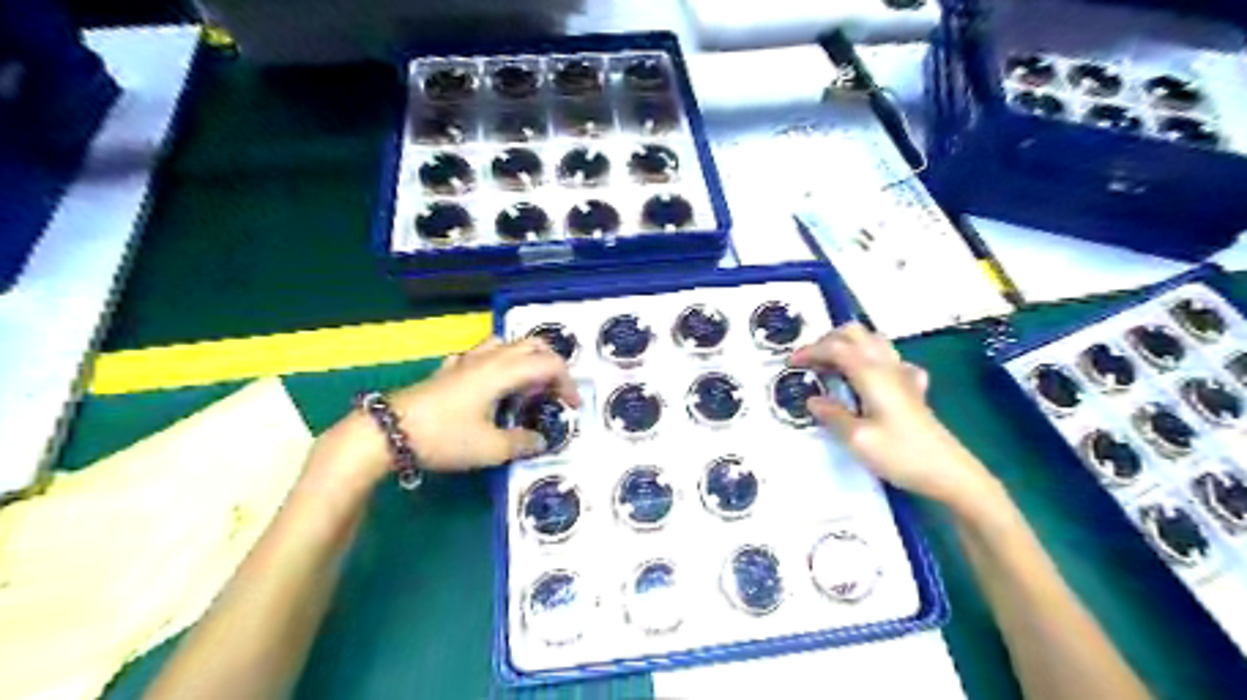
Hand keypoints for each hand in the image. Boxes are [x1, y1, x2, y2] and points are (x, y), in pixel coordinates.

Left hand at [389, 337, 582, 473]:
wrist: (388, 431)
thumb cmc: (444, 437)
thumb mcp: (490, 448)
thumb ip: (522, 442)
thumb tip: (540, 441)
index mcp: (504, 372)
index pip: (549, 365)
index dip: (568, 383)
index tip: (573, 407)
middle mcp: (489, 359)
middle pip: (532, 345)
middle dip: (552, 365)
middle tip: (555, 393)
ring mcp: (468, 361)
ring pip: (508, 344)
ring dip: (527, 360)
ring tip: (528, 387)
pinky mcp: (451, 370)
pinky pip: (483, 355)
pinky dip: (500, 363)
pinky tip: (492, 385)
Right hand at [787, 322, 1001, 512]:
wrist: (950, 473)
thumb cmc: (901, 455)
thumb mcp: (858, 439)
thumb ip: (832, 415)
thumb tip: (812, 400)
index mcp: (871, 374)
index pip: (835, 347)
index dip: (810, 351)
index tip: (790, 363)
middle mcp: (887, 366)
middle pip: (855, 334)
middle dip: (827, 340)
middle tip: (809, 361)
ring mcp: (903, 375)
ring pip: (873, 341)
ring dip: (848, 345)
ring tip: (830, 365)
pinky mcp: (912, 388)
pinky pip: (889, 360)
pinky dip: (871, 360)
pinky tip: (868, 379)